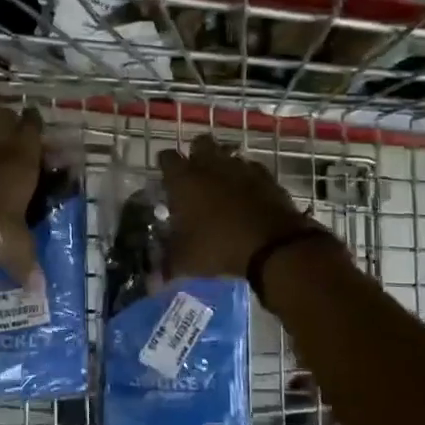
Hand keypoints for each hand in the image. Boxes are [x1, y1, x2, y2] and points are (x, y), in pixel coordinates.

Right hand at [156, 135, 311, 279]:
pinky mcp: (266, 177)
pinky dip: (248, 178)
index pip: (167, 158)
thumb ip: (167, 265)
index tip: (166, 178)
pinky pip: (252, 169)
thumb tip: (151, 281)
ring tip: (222, 186)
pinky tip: (248, 194)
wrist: (272, 244)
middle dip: (196, 154)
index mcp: (184, 180)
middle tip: (196, 176)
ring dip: (223, 165)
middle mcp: (210, 165)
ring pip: (228, 154)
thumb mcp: (185, 261)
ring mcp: (241, 168)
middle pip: (200, 143)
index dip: (165, 166)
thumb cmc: (218, 247)